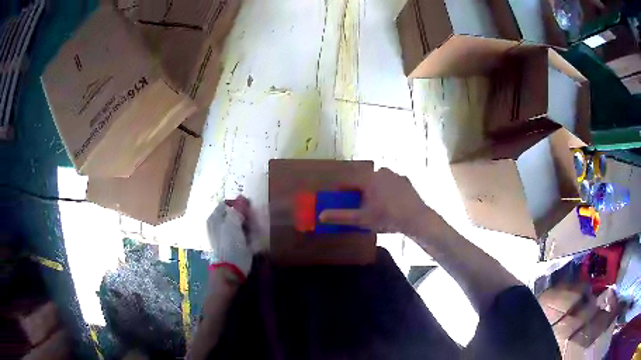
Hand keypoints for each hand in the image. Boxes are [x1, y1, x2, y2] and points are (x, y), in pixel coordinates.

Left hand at [206, 196, 254, 280]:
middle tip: (251, 222)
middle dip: (244, 216)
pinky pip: (241, 234)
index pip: (227, 203)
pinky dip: (247, 235)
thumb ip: (237, 209)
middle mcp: (217, 225)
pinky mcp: (232, 245)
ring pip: (239, 224)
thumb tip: (242, 197)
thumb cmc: (230, 245)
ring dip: (248, 226)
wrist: (230, 270)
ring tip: (252, 233)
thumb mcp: (233, 224)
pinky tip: (251, 241)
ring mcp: (224, 236)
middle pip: (233, 214)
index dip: (238, 204)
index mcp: (214, 218)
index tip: (249, 209)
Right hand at [319, 168, 432, 234]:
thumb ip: (341, 216)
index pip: (349, 181)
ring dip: (374, 189)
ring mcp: (395, 175)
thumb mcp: (362, 219)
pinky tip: (390, 202)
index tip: (339, 197)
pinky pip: (391, 183)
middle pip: (364, 180)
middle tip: (359, 204)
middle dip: (359, 191)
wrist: (416, 218)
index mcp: (368, 179)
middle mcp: (381, 172)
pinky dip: (388, 190)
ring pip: (378, 180)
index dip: (342, 190)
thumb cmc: (387, 218)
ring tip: (375, 204)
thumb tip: (320, 215)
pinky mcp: (405, 180)